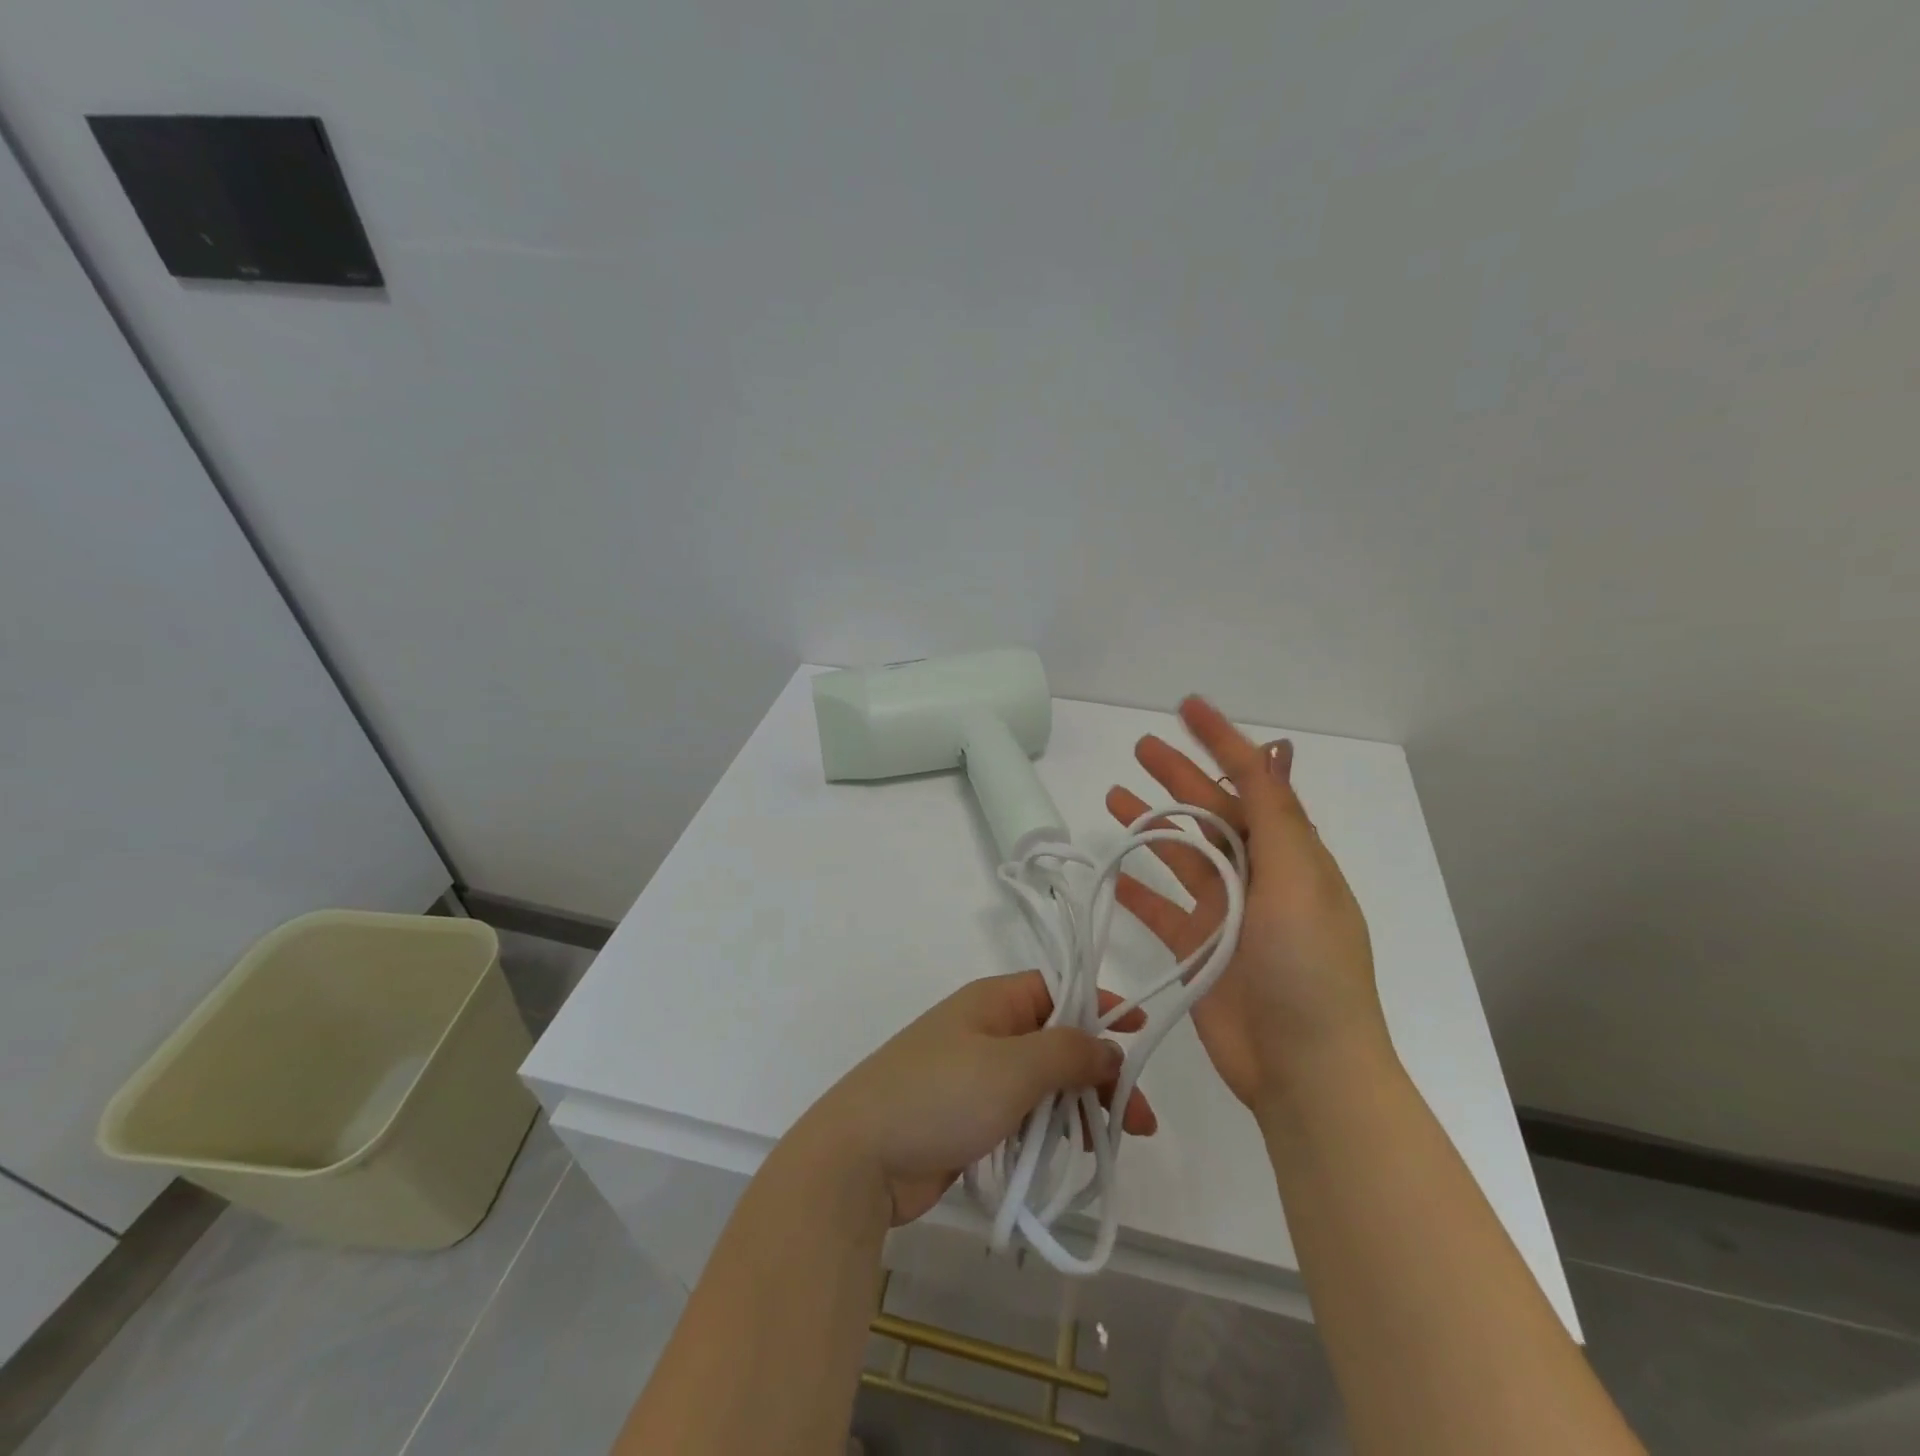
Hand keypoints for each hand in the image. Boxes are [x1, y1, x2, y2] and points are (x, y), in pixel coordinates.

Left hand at [799, 972, 1157, 1224]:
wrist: (859, 1157)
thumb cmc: (941, 1095)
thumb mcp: (1014, 1066)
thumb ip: (1069, 1052)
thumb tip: (1109, 1048)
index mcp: (994, 1001)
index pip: (1060, 989)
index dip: (1102, 1008)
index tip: (1142, 1034)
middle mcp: (987, 1029)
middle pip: (1057, 1040)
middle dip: (1098, 1073)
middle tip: (1140, 1120)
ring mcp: (975, 1074)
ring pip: (1042, 1082)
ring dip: (1078, 1107)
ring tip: (1108, 1146)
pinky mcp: (968, 1116)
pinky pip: (1022, 1114)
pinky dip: (1049, 1129)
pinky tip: (1069, 1155)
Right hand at [1105, 696, 1389, 1113]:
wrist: (1306, 1070)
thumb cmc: (1308, 969)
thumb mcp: (1298, 880)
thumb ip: (1275, 815)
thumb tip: (1271, 750)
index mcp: (1290, 855)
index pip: (1252, 781)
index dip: (1222, 741)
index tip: (1187, 707)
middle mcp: (1258, 878)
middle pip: (1210, 813)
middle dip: (1178, 776)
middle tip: (1139, 747)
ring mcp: (1225, 915)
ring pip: (1180, 856)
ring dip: (1152, 826)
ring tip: (1114, 796)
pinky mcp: (1197, 951)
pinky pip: (1160, 909)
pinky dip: (1138, 891)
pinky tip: (1113, 874)